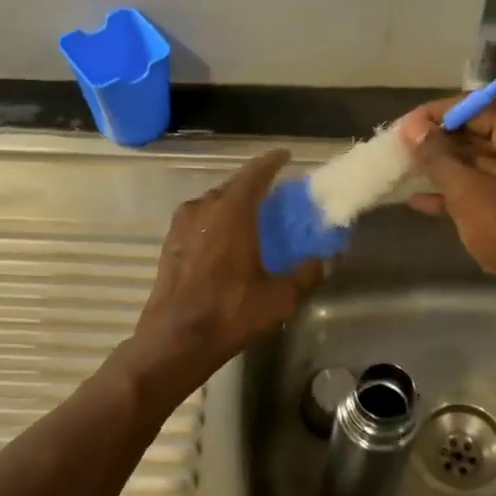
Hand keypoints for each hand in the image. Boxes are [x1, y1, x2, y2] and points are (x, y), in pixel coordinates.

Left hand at [127, 150, 324, 394]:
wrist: (176, 339)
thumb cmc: (230, 312)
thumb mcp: (279, 297)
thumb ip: (305, 275)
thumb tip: (325, 261)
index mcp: (232, 211)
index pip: (255, 174)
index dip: (271, 162)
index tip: (285, 156)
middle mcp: (204, 208)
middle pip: (233, 186)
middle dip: (254, 186)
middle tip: (274, 193)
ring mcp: (182, 225)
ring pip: (213, 203)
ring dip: (233, 204)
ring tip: (252, 216)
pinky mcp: (170, 244)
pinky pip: (199, 220)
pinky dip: (216, 221)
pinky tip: (226, 240)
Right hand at [401, 101, 495, 300]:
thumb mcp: (468, 192)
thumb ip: (437, 157)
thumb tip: (411, 128)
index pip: (476, 107)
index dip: (436, 114)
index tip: (402, 126)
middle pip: (478, 131)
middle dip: (438, 140)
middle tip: (400, 147)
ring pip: (479, 161)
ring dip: (444, 166)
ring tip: (404, 169)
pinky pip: (486, 186)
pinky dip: (458, 191)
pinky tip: (420, 202)